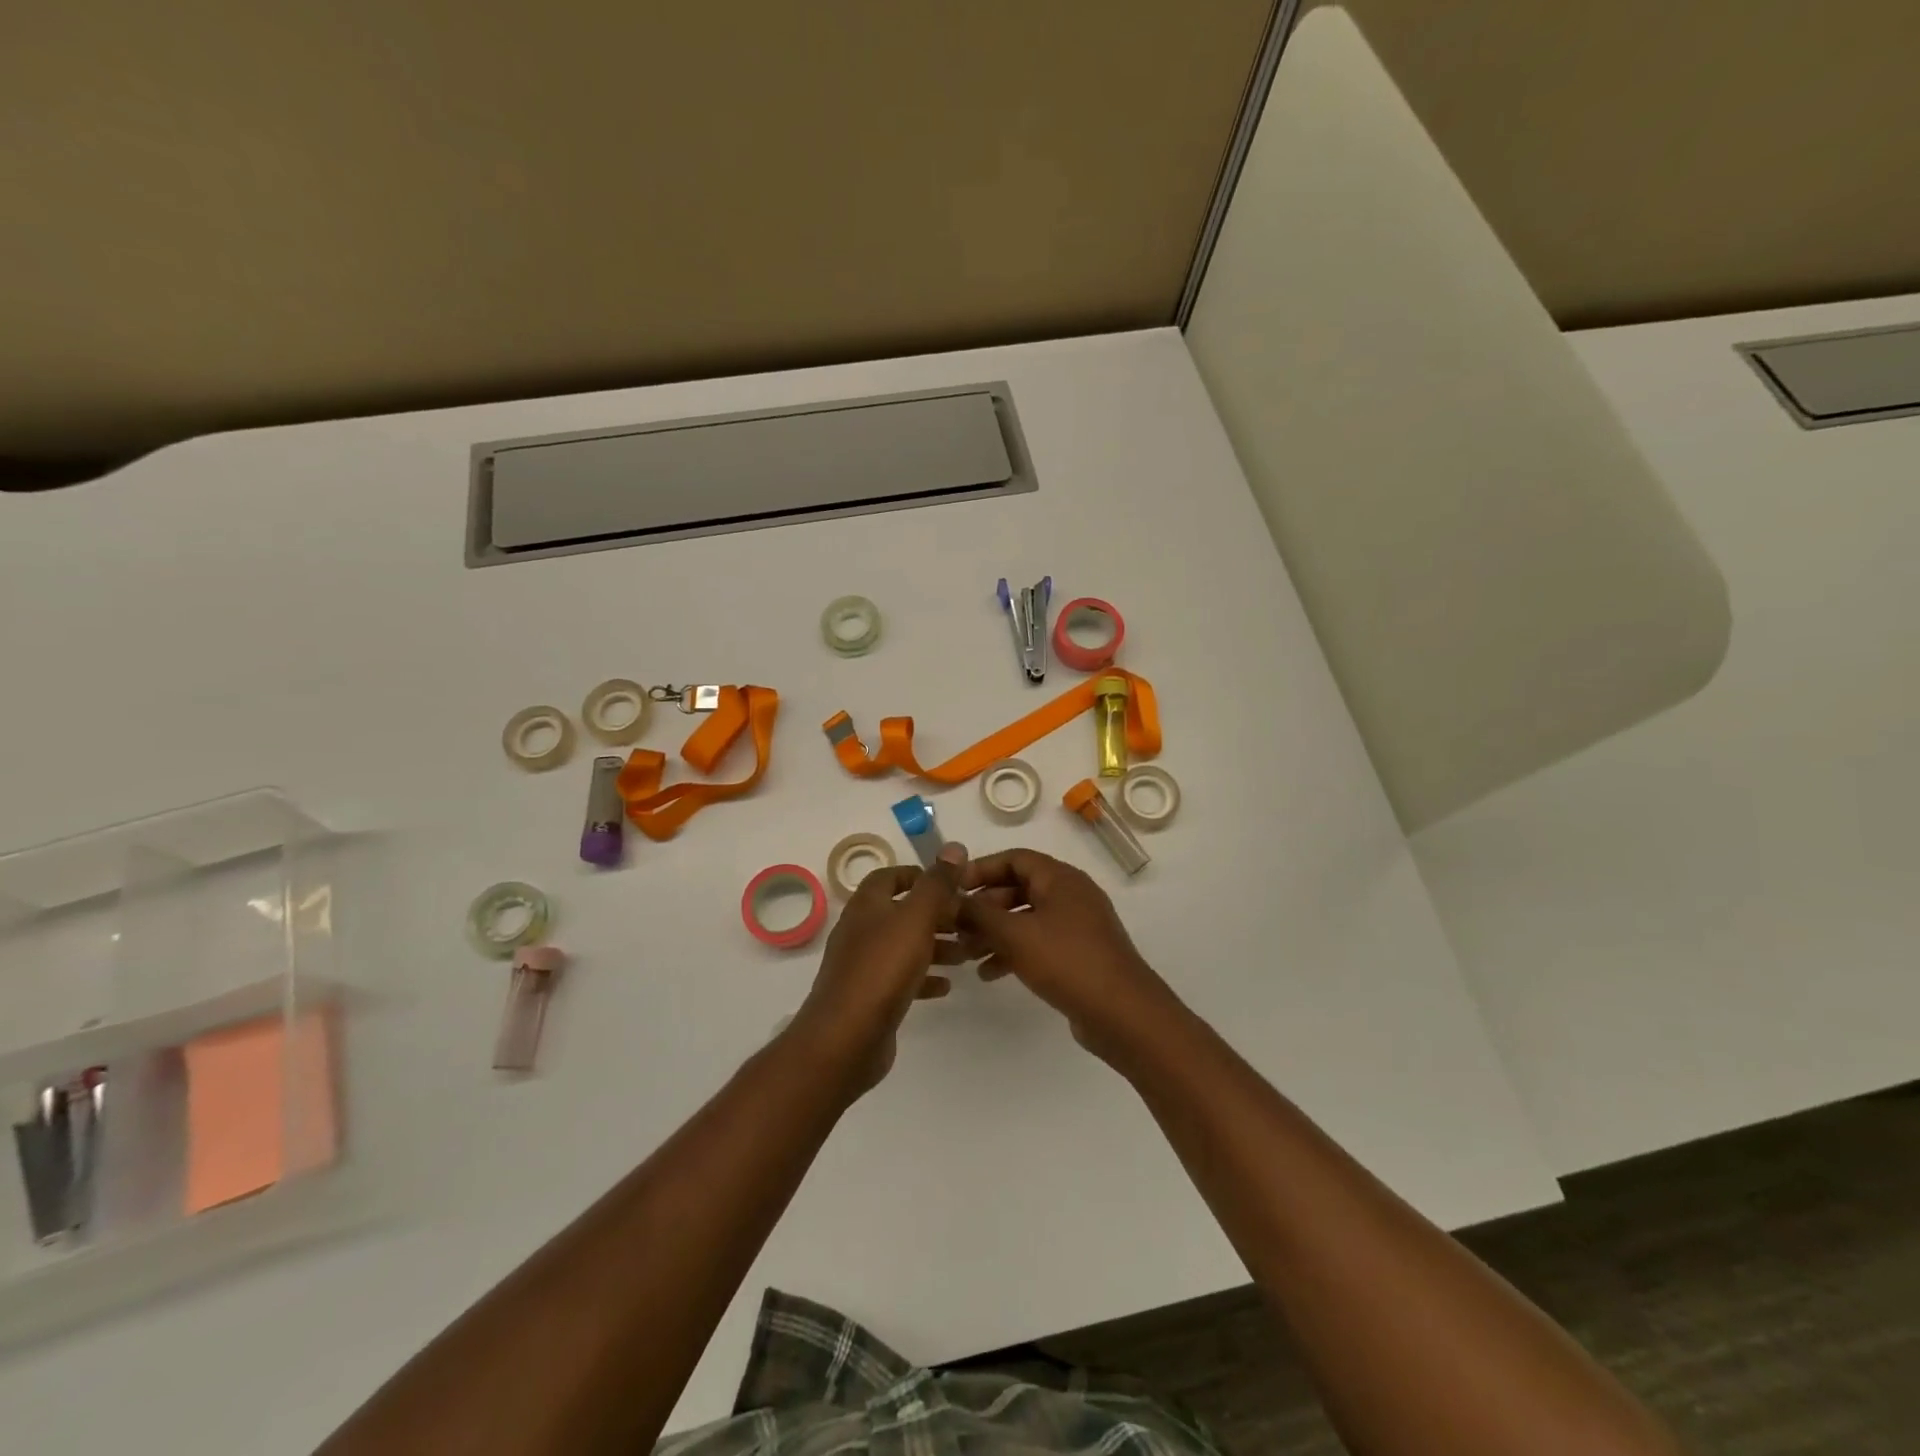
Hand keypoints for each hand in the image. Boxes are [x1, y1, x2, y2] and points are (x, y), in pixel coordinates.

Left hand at [791, 844, 969, 1092]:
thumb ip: (937, 884)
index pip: (889, 877)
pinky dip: (923, 977)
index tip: (950, 885)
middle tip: (968, 923)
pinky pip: (900, 978)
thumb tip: (954, 846)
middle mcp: (861, 930)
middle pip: (901, 913)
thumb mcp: (916, 918)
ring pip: (903, 946)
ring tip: (965, 955)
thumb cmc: (883, 968)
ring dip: (934, 947)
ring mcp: (862, 965)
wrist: (846, 1037)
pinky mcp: (869, 997)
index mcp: (867, 906)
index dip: (918, 876)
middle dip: (935, 915)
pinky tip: (946, 986)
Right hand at [957, 848, 1181, 1062]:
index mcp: (1060, 878)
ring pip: (1026, 918)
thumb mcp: (1015, 935)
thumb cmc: (1067, 962)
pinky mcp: (1079, 954)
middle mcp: (1070, 894)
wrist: (1123, 1014)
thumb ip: (979, 914)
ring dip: (995, 932)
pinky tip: (990, 973)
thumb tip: (951, 900)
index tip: (952, 888)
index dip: (981, 869)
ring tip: (966, 954)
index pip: (1014, 858)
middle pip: (1018, 888)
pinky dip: (1014, 951)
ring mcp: (1077, 925)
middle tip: (956, 926)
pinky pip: (1039, 942)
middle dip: (984, 907)